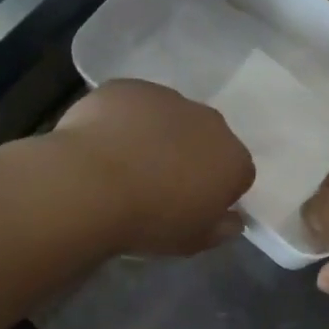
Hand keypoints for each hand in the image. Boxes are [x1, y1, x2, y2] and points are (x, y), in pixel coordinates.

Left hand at [51, 80, 254, 254]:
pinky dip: (125, 120)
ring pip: (171, 117)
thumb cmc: (149, 221)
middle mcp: (210, 122)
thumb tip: (234, 220)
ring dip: (158, 135)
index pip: (238, 174)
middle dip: (191, 156)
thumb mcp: (193, 241)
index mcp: (232, 160)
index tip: (193, 206)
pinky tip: (103, 144)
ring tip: (126, 164)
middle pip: (207, 139)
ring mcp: (169, 98)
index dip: (217, 191)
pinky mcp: (130, 87)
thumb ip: (221, 229)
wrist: (90, 185)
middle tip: (160, 184)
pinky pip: (134, 104)